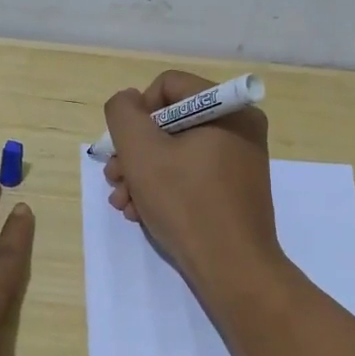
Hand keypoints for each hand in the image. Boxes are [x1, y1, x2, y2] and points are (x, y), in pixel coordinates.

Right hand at [102, 70, 284, 297]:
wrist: (232, 269)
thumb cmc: (187, 203)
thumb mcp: (142, 152)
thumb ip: (123, 114)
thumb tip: (128, 101)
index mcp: (228, 108)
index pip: (168, 86)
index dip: (138, 112)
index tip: (126, 148)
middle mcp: (240, 127)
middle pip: (170, 121)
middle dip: (135, 151)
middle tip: (115, 179)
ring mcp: (240, 160)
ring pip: (176, 151)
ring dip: (142, 173)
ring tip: (123, 202)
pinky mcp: (234, 189)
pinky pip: (192, 173)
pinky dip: (163, 188)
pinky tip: (142, 212)